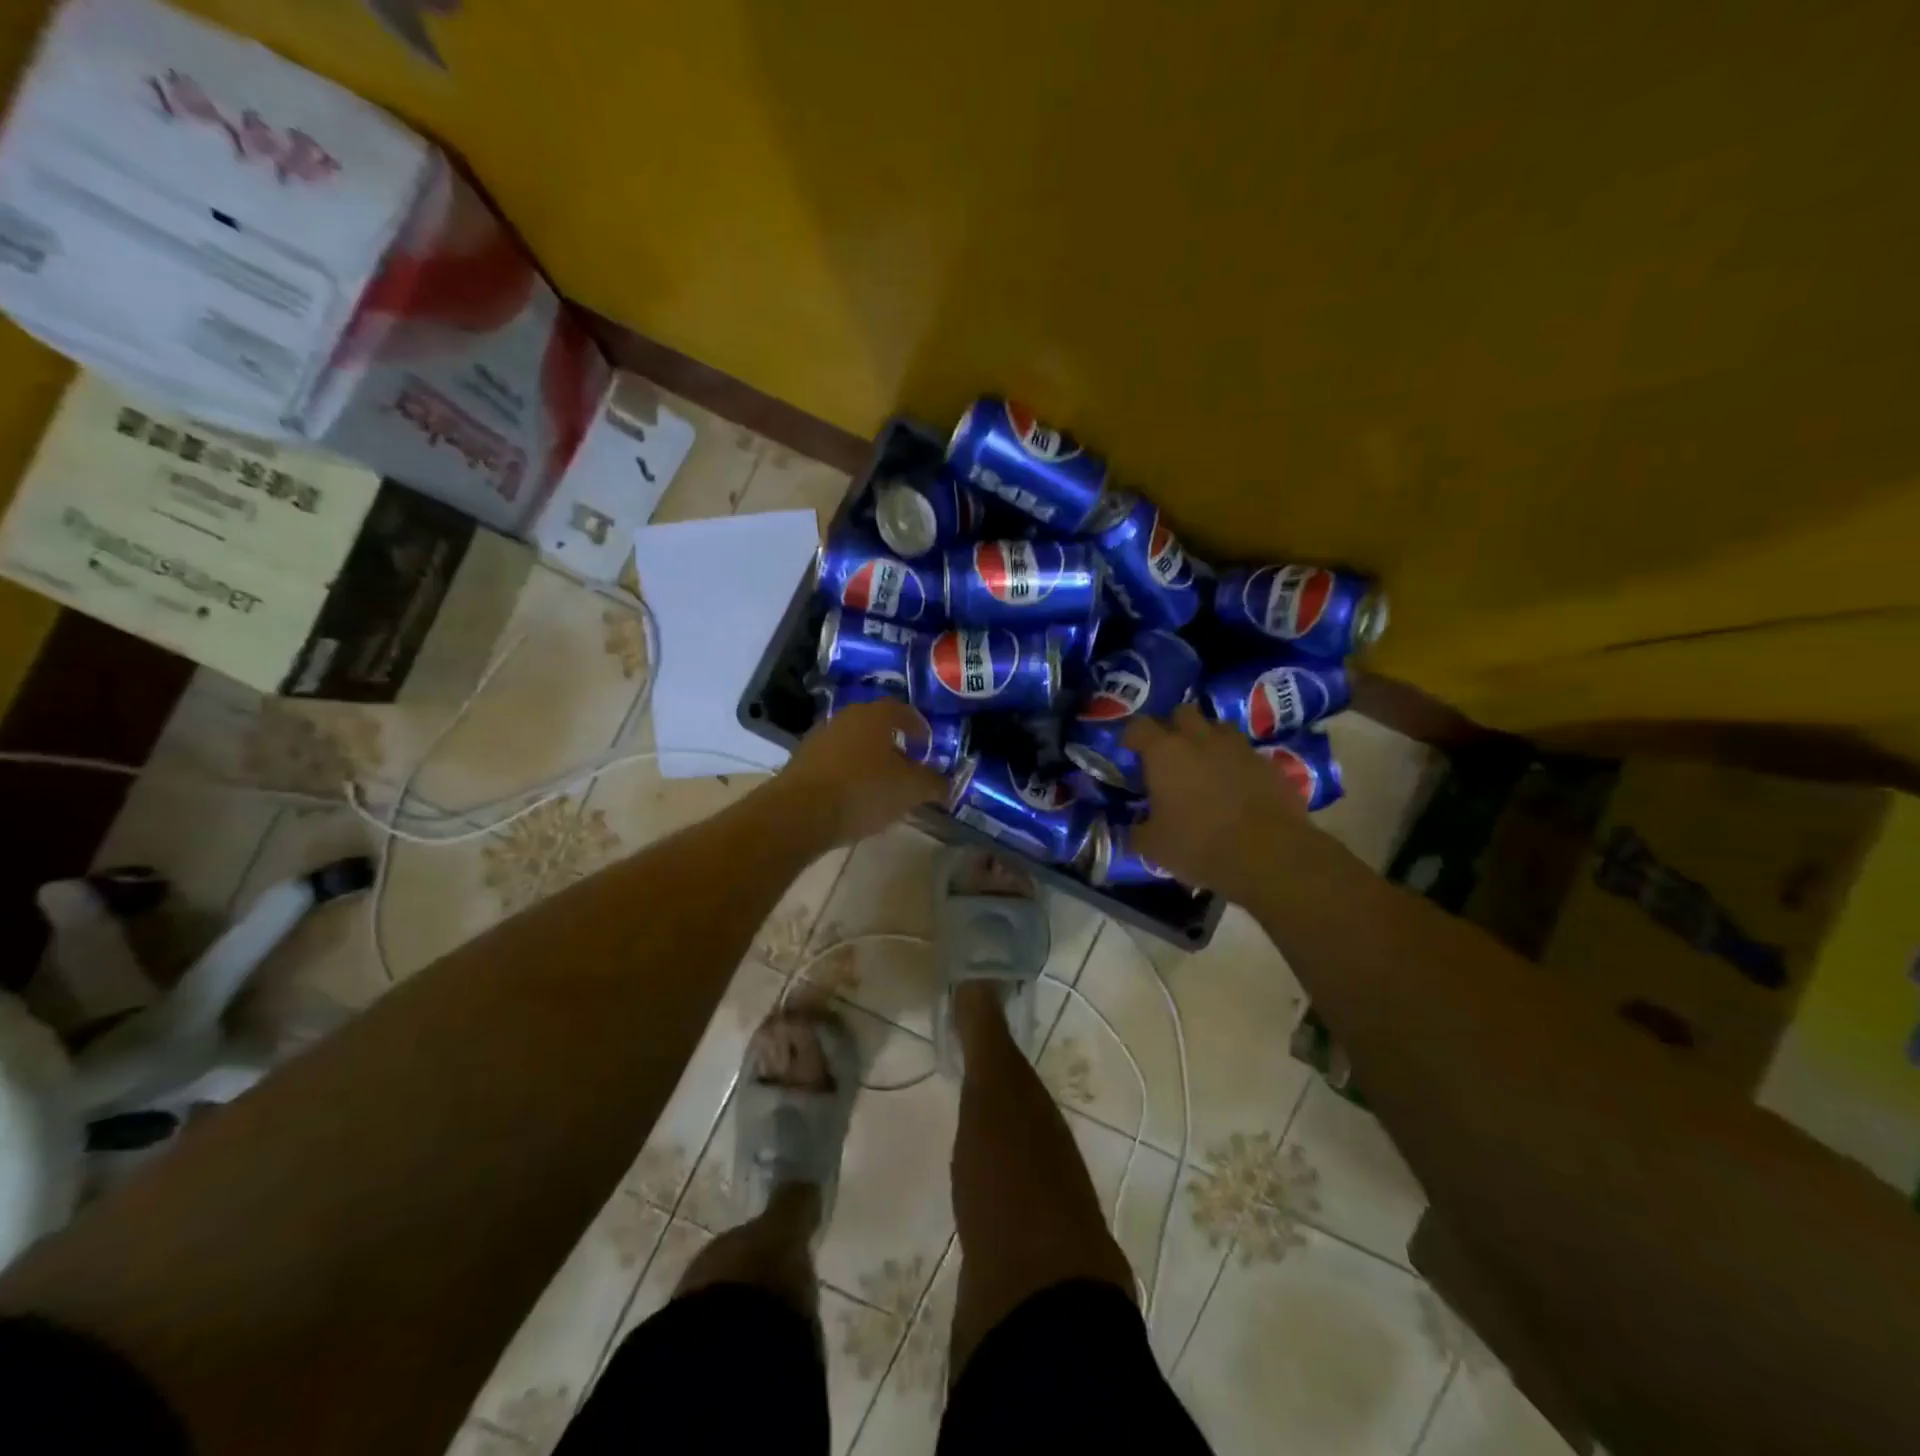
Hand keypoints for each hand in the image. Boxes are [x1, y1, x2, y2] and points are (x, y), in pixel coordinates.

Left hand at [774, 698, 947, 846]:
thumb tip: (946, 784)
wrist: (800, 813)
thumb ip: (933, 784)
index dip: (919, 728)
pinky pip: (835, 763)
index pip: (903, 711)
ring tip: (882, 786)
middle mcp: (846, 718)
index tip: (927, 747)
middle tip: (907, 767)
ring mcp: (820, 738)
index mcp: (875, 715)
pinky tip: (854, 798)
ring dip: (869, 760)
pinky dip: (848, 774)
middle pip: (876, 726)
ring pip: (854, 744)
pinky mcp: (802, 762)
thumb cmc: (864, 791)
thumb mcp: (911, 790)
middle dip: (894, 745)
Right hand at [1122, 704, 1308, 900]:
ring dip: (1207, 739)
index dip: (1132, 734)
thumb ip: (1138, 830)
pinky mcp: (1269, 764)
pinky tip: (1235, 787)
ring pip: (1218, 728)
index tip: (1130, 749)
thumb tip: (1136, 827)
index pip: (1139, 725)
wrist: (1269, 855)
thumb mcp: (1153, 846)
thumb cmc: (1198, 844)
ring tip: (1203, 764)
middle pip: (1183, 712)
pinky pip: (1246, 754)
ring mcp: (1239, 748)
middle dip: (1173, 726)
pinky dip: (1236, 764)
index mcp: (1165, 752)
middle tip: (1168, 751)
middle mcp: (1201, 739)